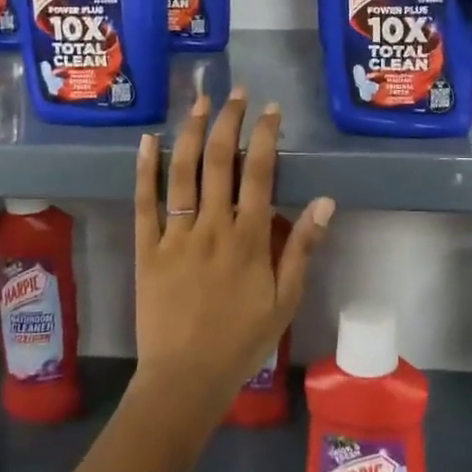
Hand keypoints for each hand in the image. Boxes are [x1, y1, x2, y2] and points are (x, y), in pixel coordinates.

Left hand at [132, 90, 334, 406]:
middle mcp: (212, 228)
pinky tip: (149, 140)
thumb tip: (326, 202)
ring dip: (192, 133)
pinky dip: (145, 170)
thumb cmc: (241, 341)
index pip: (259, 174)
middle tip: (236, 93)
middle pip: (219, 162)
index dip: (265, 137)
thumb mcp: (285, 300)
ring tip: (200, 102)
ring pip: (182, 173)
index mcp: (248, 239)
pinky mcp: (147, 249)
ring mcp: (175, 236)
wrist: (185, 379)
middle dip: (229, 122)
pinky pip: (144, 203)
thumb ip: (302, 248)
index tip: (270, 110)